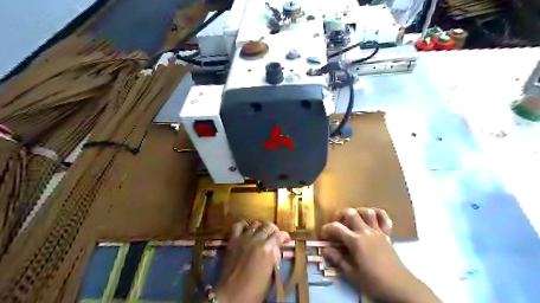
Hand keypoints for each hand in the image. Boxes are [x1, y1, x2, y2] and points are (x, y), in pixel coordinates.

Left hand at [215, 220, 291, 302]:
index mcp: (268, 249)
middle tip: (274, 236)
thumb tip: (276, 249)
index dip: (285, 236)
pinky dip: (244, 225)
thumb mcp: (271, 275)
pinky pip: (238, 225)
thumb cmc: (254, 290)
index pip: (280, 235)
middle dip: (273, 230)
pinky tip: (246, 229)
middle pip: (268, 226)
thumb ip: (274, 258)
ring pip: (255, 224)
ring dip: (260, 227)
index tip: (286, 239)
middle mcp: (257, 239)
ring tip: (261, 233)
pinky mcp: (233, 240)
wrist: (231, 295)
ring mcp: (244, 238)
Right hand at [320, 207, 437, 302]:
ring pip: (367, 212)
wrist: (400, 286)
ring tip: (352, 220)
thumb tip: (325, 248)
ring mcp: (378, 231)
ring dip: (357, 212)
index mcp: (355, 241)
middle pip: (351, 213)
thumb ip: (337, 259)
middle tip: (336, 224)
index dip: (327, 229)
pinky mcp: (387, 234)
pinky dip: (377, 214)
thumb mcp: (352, 273)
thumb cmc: (374, 282)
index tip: (323, 235)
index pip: (336, 227)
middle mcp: (365, 231)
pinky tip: (371, 218)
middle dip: (340, 215)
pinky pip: (384, 218)